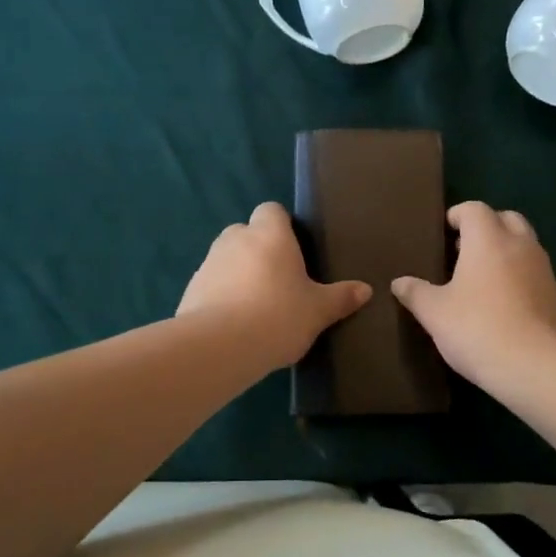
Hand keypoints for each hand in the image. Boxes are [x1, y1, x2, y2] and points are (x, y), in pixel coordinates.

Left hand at [178, 203, 372, 367]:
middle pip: (246, 233)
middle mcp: (236, 240)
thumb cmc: (278, 316)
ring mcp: (208, 263)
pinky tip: (234, 324)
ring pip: (226, 259)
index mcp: (270, 235)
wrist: (220, 346)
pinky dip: (220, 296)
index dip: (281, 225)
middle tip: (278, 280)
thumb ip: (340, 298)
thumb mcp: (318, 310)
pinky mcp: (190, 289)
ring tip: (256, 306)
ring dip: (238, 273)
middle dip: (259, 250)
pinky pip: (211, 285)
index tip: (294, 249)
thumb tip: (365, 290)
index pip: (271, 210)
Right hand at [392, 201, 555, 387]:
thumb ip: (416, 293)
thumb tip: (399, 283)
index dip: (457, 215)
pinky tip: (503, 303)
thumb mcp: (434, 313)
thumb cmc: (477, 328)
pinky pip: (535, 272)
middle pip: (506, 218)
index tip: (443, 232)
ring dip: (505, 251)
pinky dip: (520, 276)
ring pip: (525, 245)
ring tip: (481, 278)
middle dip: (486, 227)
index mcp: (488, 240)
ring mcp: (544, 270)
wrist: (537, 366)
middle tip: (463, 250)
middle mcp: (520, 245)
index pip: (474, 209)